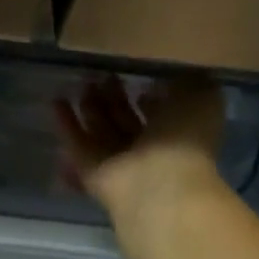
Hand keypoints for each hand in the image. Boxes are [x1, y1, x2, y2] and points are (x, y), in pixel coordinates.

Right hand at [54, 74, 227, 215]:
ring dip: (90, 107)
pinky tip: (56, 99)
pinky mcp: (91, 171)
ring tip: (79, 82)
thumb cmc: (184, 138)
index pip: (162, 114)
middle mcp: (148, 150)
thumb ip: (189, 83)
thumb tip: (170, 77)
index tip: (139, 79)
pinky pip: (77, 143)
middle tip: (100, 75)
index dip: (151, 99)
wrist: (159, 183)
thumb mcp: (202, 98)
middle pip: (126, 121)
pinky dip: (66, 122)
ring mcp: (118, 163)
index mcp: (178, 134)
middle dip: (114, 98)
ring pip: (101, 130)